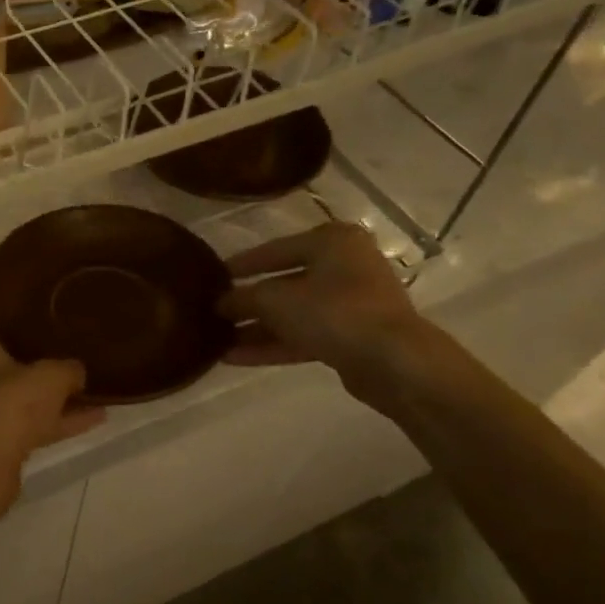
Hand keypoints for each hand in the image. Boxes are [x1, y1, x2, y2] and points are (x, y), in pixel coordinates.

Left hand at [0, 309, 104, 465]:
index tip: (8, 313)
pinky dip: (58, 422)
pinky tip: (95, 418)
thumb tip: (77, 370)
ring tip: (88, 386)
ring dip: (48, 394)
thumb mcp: (50, 376)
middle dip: (24, 357)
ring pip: (16, 396)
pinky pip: (31, 425)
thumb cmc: (7, 404)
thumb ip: (67, 369)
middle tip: (56, 346)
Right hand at [218, 223, 429, 395]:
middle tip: (214, 313)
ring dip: (257, 328)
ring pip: (293, 313)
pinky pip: (304, 335)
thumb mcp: (275, 300)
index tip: (212, 276)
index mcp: (332, 242)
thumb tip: (220, 302)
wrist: (392, 361)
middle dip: (248, 303)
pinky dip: (274, 344)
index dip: (241, 265)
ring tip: (219, 340)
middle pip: (284, 283)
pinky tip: (235, 358)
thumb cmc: (333, 312)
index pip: (275, 249)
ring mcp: (351, 303)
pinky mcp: (351, 336)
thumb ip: (243, 298)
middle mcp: (344, 266)